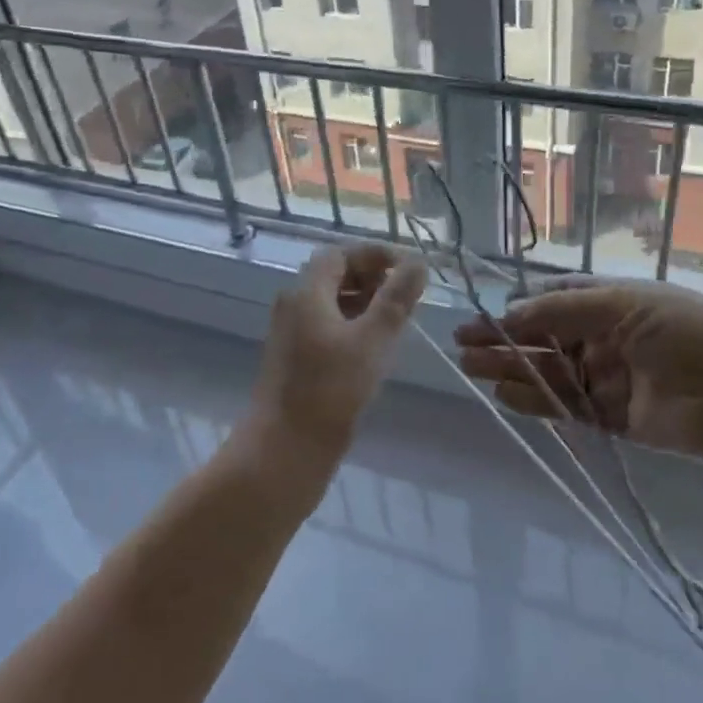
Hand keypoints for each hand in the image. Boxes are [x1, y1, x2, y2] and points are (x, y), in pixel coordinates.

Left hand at [253, 244, 426, 452]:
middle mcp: (294, 305)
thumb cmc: (330, 389)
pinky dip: (353, 324)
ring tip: (397, 321)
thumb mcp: (372, 339)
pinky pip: (327, 326)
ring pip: (332, 303)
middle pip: (334, 275)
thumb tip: (418, 262)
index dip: (374, 255)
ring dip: (364, 302)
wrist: (285, 449)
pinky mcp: (296, 359)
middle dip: (371, 278)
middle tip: (406, 295)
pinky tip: (375, 347)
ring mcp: (292, 334)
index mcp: (306, 292)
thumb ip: (396, 299)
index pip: (339, 254)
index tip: (407, 268)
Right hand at [454, 277, 702, 481]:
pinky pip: (565, 406)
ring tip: (469, 367)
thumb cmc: (686, 334)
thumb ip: (563, 311)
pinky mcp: (611, 416)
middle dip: (503, 339)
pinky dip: (535, 401)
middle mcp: (604, 336)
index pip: (553, 301)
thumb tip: (511, 312)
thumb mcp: (625, 305)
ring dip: (510, 368)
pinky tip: (503, 394)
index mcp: (610, 302)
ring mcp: (606, 377)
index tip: (484, 316)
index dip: (518, 307)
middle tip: (461, 343)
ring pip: (547, 371)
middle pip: (543, 337)